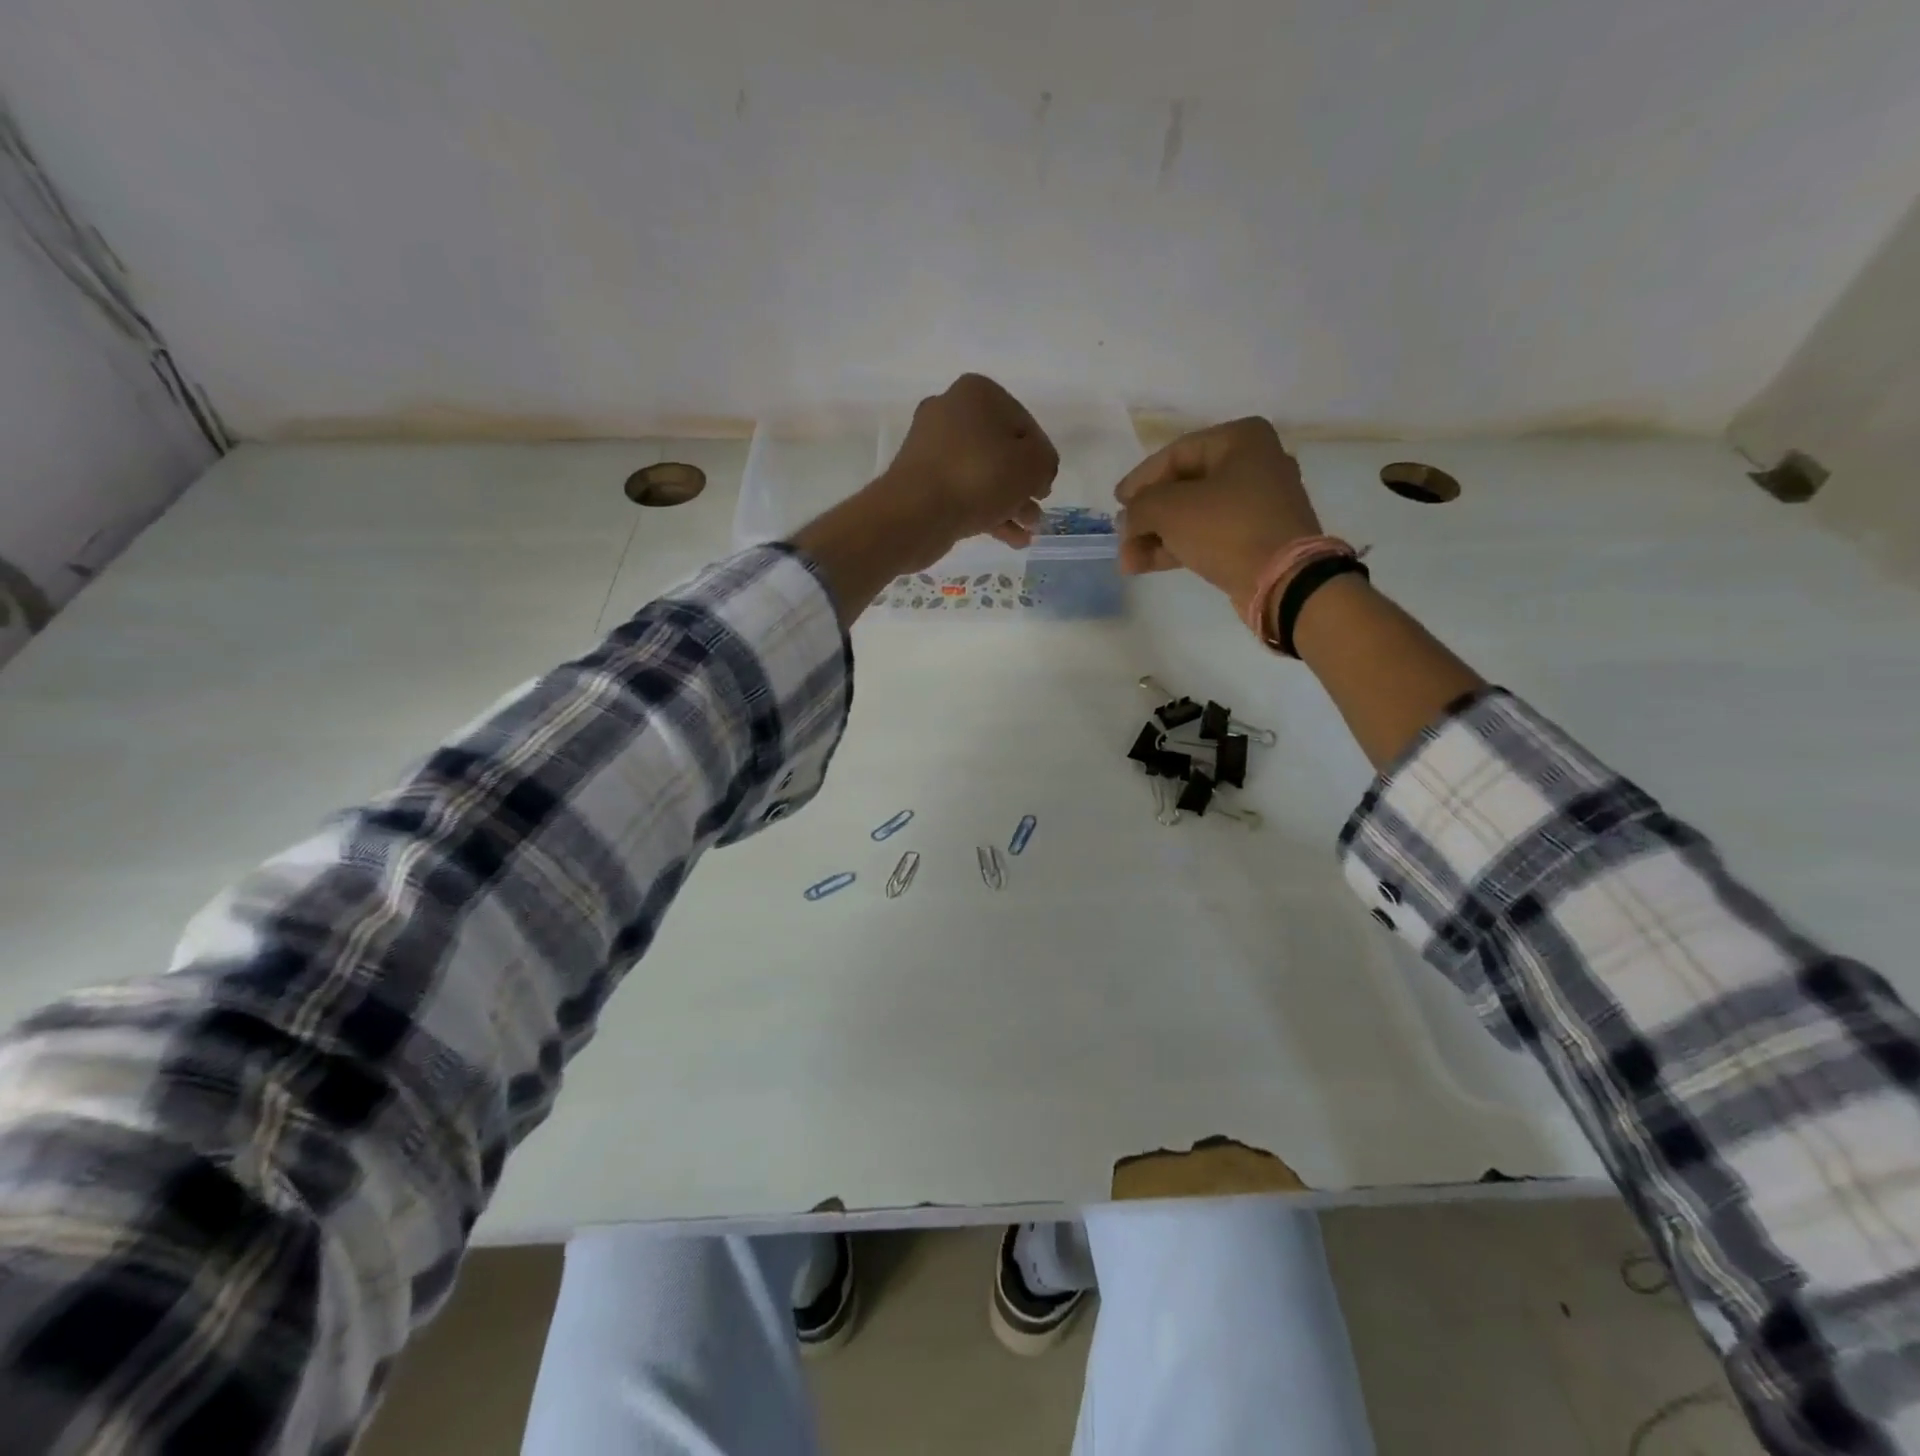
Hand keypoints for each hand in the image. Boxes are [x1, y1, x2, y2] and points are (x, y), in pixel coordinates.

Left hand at [875, 374, 1058, 567]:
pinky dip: (986, 513)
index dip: (1041, 459)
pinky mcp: (921, 481)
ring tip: (1028, 532)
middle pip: (1002, 451)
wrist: (914, 514)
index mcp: (977, 393)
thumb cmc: (979, 477)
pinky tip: (1010, 539)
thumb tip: (1037, 472)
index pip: (1025, 425)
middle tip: (1036, 513)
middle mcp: (951, 412)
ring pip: (983, 475)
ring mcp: (931, 448)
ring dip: (1009, 504)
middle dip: (1023, 486)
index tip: (1045, 487)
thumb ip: (1046, 462)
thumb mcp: (1033, 464)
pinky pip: (963, 493)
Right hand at [1115, 418, 1322, 615]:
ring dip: (1157, 537)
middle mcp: (1255, 463)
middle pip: (1183, 486)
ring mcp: (1259, 504)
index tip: (1116, 502)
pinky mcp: (1258, 537)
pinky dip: (1179, 547)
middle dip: (1147, 516)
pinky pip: (1209, 535)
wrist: (1283, 581)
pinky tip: (1146, 565)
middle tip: (1122, 537)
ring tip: (1128, 561)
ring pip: (1194, 515)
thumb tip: (1128, 520)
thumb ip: (1139, 507)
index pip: (1175, 454)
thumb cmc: (1227, 529)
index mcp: (1241, 439)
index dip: (1140, 480)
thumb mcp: (1169, 509)